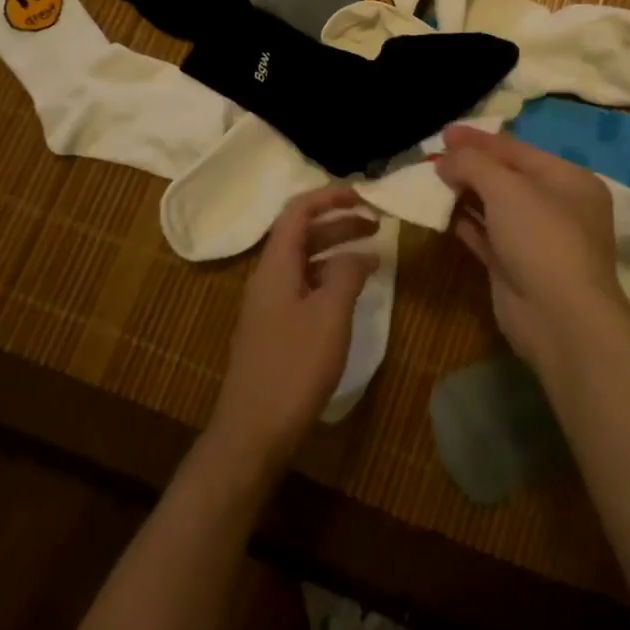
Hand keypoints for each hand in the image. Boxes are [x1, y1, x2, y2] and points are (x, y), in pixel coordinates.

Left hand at [207, 186, 377, 468]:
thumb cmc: (293, 367)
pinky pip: (304, 287)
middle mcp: (268, 277)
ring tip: (373, 257)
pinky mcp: (274, 331)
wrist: (252, 434)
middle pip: (302, 233)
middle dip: (339, 222)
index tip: (364, 196)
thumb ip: (346, 274)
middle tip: (377, 224)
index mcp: (276, 264)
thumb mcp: (330, 314)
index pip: (298, 210)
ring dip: (336, 251)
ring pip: (305, 262)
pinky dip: (329, 279)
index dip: (329, 196)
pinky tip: (351, 295)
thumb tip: (359, 253)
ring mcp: (269, 305)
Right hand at [434, 126, 628, 368]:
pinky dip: (464, 223)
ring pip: (494, 207)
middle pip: (506, 177)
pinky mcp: (515, 268)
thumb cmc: (541, 237)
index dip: (479, 140)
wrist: (559, 319)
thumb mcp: (507, 187)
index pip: (517, 150)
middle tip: (433, 156)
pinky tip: (439, 212)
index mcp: (569, 180)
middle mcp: (557, 207)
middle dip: (470, 166)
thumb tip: (445, 160)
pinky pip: (486, 236)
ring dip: (464, 193)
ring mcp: (536, 241)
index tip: (445, 132)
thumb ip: (473, 164)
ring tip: (429, 180)